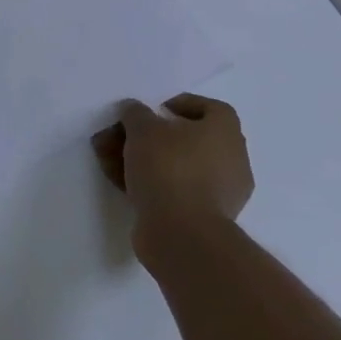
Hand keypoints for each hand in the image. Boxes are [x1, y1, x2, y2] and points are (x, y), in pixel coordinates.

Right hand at [92, 94, 253, 253]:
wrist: (182, 235)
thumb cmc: (169, 168)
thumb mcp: (143, 128)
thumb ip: (135, 113)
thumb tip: (134, 111)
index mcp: (225, 133)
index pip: (212, 108)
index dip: (183, 104)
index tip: (156, 111)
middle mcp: (231, 161)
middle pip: (188, 139)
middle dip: (151, 136)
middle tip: (123, 136)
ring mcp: (220, 194)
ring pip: (178, 166)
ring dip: (145, 160)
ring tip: (110, 160)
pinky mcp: (203, 219)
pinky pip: (176, 191)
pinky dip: (151, 185)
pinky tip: (121, 184)